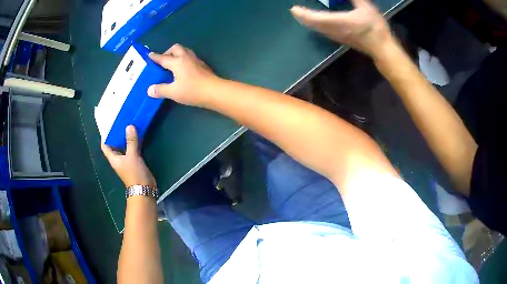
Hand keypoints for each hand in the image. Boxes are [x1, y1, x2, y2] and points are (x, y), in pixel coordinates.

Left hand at [101, 125, 156, 187]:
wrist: (144, 189)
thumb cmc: (134, 173)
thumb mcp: (132, 156)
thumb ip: (131, 141)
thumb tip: (129, 126)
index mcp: (113, 158)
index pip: (105, 145)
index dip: (105, 136)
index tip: (108, 125)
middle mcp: (118, 158)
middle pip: (115, 144)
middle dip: (117, 133)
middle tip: (121, 121)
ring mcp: (127, 160)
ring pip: (124, 145)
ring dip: (126, 137)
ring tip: (129, 124)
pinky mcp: (135, 160)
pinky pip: (133, 148)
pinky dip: (134, 141)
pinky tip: (138, 134)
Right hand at [147, 44, 218, 106]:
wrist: (214, 91)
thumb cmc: (192, 90)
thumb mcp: (173, 92)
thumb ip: (161, 90)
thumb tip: (149, 90)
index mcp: (177, 62)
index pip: (163, 58)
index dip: (155, 57)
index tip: (149, 55)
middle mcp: (187, 57)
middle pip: (176, 48)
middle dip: (167, 52)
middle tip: (163, 61)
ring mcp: (196, 60)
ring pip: (185, 51)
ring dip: (177, 54)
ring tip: (172, 64)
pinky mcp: (203, 65)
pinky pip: (191, 57)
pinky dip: (184, 59)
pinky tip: (184, 69)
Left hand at [290, 0, 392, 57]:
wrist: (382, 48)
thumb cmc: (375, 28)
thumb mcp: (366, 8)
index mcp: (337, 22)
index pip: (314, 18)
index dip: (302, 13)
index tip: (294, 8)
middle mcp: (333, 30)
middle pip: (312, 25)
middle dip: (302, 17)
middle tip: (296, 10)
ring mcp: (336, 37)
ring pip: (317, 29)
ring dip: (308, 22)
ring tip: (303, 15)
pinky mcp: (341, 40)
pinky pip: (323, 32)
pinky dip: (316, 25)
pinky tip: (317, 22)